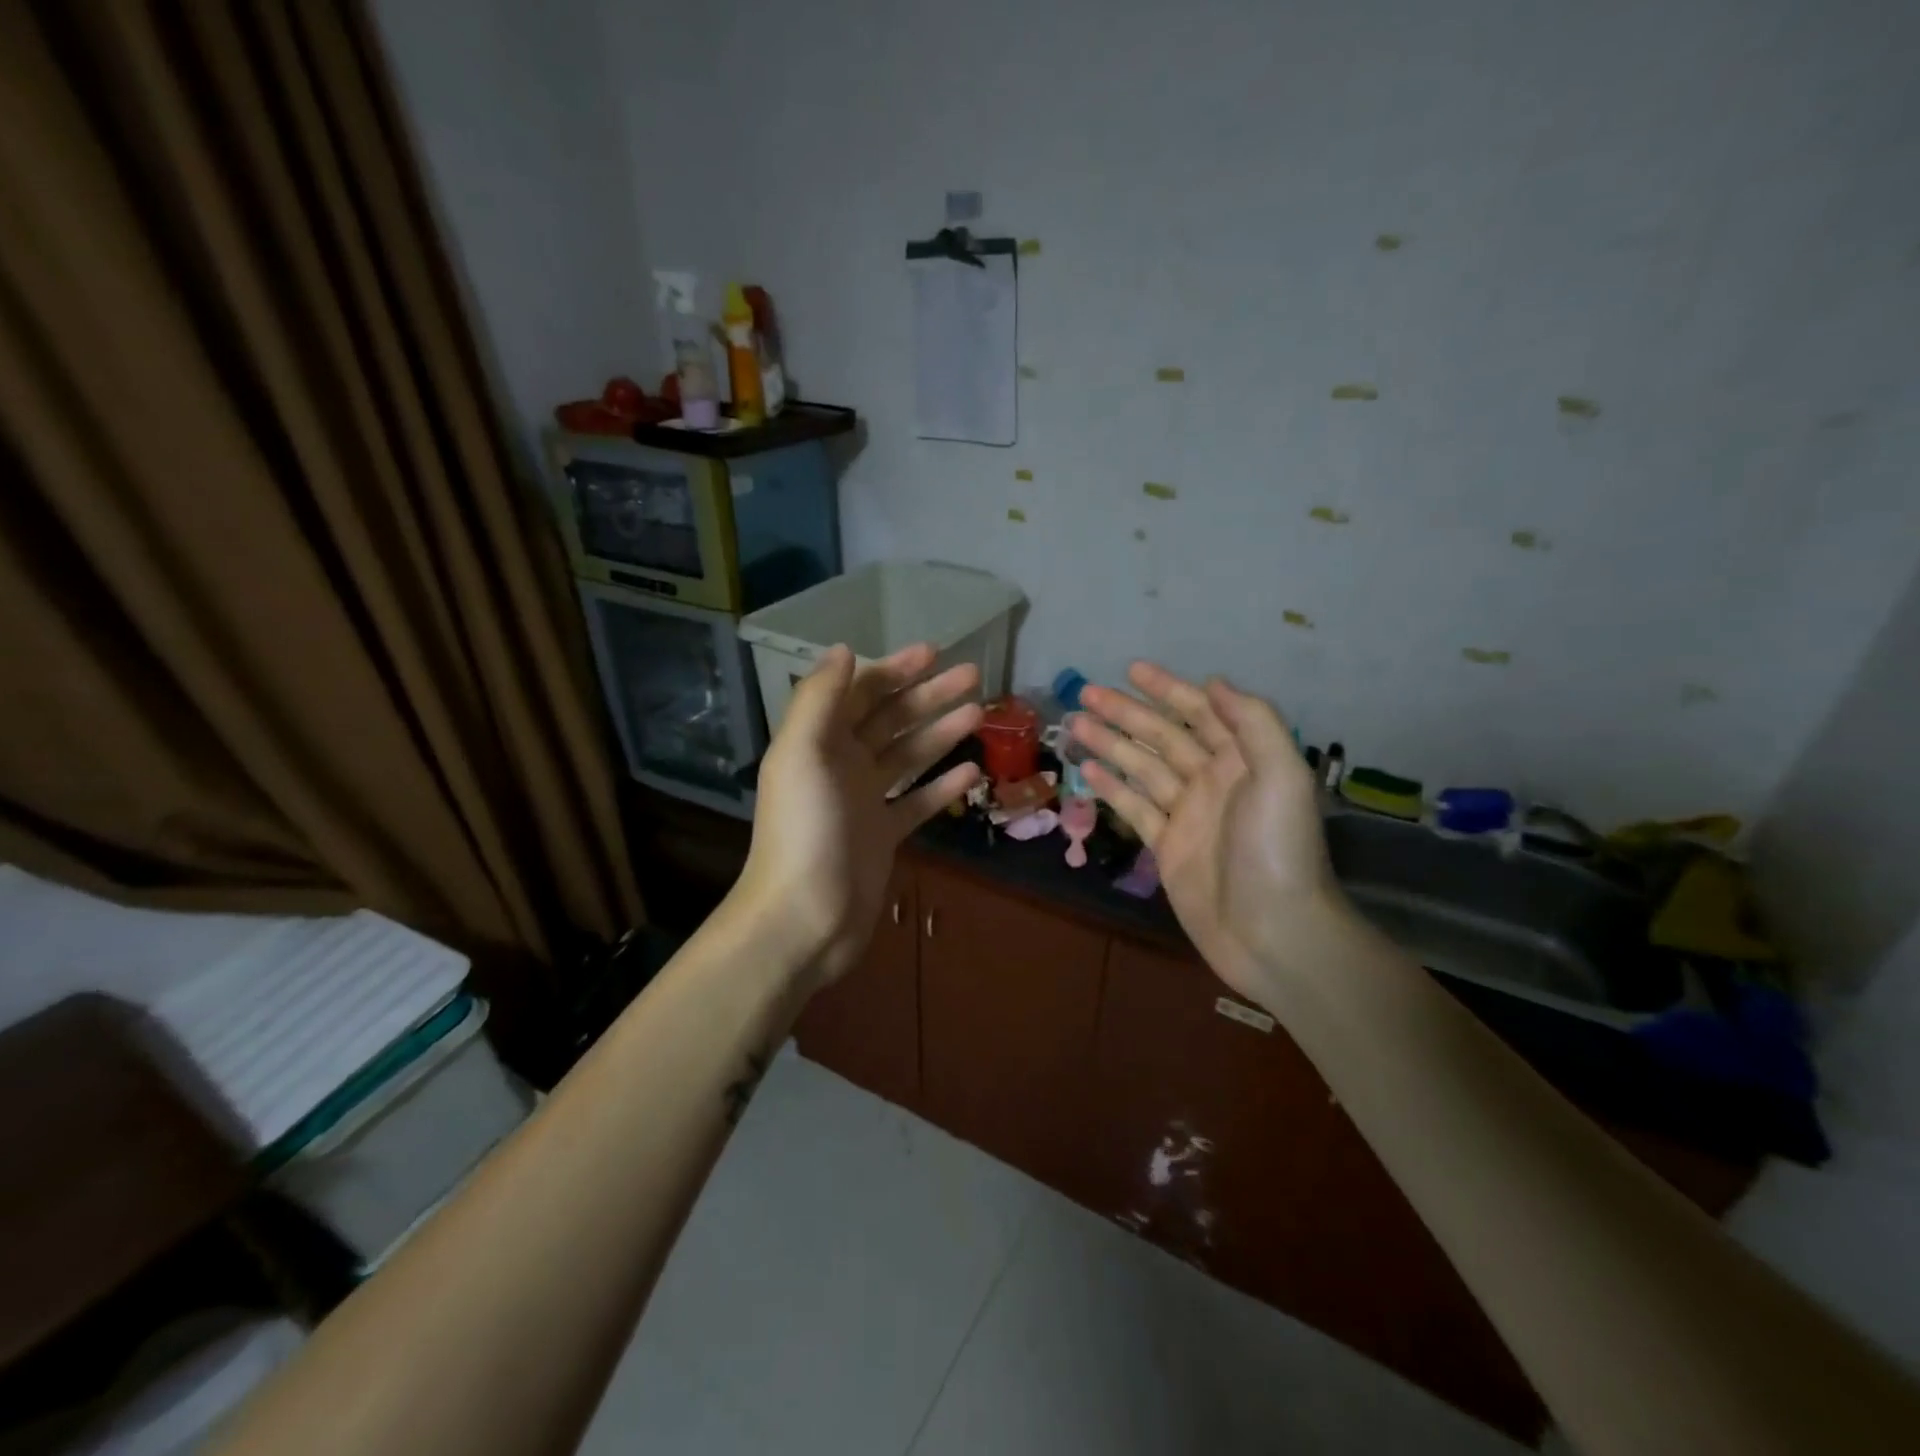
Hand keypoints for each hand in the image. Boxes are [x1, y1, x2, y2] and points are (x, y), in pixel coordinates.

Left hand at [737, 643, 983, 987]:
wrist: (805, 916)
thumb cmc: (804, 830)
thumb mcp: (803, 754)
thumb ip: (820, 699)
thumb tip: (843, 649)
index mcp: (819, 741)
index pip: (861, 692)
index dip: (895, 669)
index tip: (935, 652)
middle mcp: (842, 764)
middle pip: (891, 719)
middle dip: (929, 695)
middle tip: (974, 675)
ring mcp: (865, 801)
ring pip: (909, 756)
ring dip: (941, 732)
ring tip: (980, 714)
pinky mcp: (885, 835)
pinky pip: (918, 801)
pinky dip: (943, 785)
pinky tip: (973, 771)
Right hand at [1071, 663, 1353, 1003]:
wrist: (1273, 931)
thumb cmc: (1277, 848)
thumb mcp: (1282, 776)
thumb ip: (1253, 722)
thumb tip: (1213, 682)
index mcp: (1242, 759)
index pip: (1200, 712)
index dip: (1167, 689)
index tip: (1131, 670)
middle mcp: (1213, 780)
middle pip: (1162, 736)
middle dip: (1126, 713)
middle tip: (1085, 693)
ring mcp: (1187, 814)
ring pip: (1141, 768)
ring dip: (1110, 744)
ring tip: (1075, 724)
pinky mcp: (1167, 846)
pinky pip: (1135, 807)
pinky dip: (1112, 788)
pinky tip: (1087, 770)